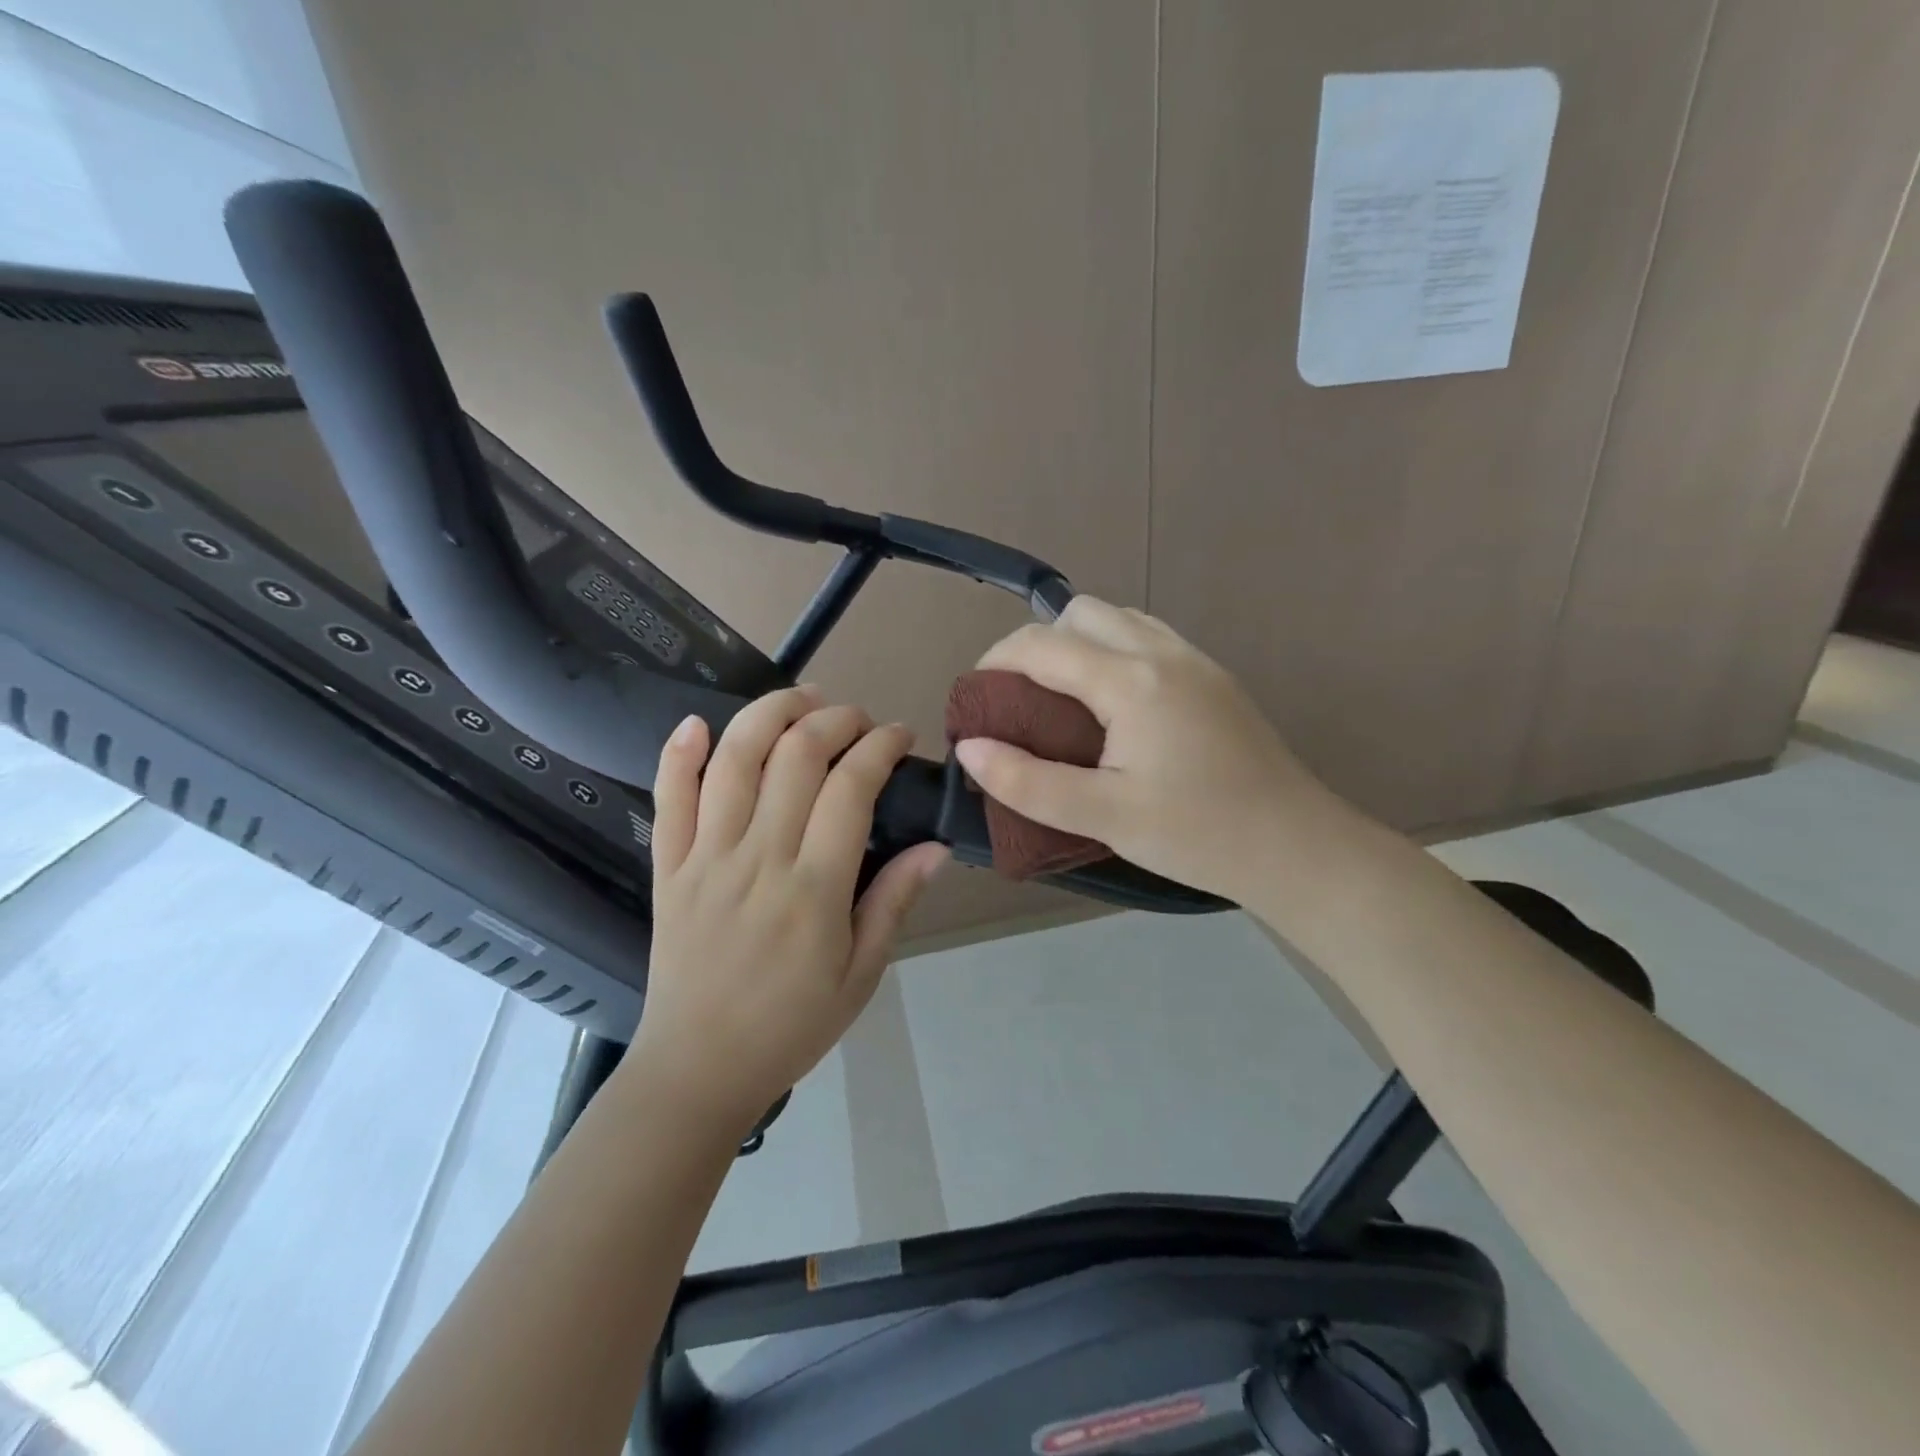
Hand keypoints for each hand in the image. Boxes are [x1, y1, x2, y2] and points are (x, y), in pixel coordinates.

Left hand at [631, 687, 947, 1134]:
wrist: (697, 1069)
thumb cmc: (791, 1025)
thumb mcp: (861, 974)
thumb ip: (895, 902)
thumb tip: (936, 846)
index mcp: (813, 888)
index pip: (851, 787)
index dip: (879, 747)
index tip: (898, 735)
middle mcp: (758, 858)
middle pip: (796, 755)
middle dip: (835, 719)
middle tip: (858, 719)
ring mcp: (705, 857)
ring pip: (734, 760)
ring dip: (769, 714)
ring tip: (800, 698)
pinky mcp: (667, 867)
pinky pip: (667, 798)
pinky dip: (678, 753)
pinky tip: (697, 722)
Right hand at [953, 598, 1347, 905]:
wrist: (1296, 846)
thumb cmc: (1197, 834)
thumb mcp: (1103, 816)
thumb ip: (1028, 781)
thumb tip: (969, 749)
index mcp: (1131, 680)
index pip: (1041, 644)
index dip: (995, 663)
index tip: (975, 702)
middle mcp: (1162, 652)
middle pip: (1080, 613)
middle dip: (1036, 644)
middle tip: (1020, 700)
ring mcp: (1195, 659)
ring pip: (1119, 618)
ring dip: (1078, 643)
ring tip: (1063, 700)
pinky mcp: (1214, 677)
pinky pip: (1148, 637)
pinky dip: (1113, 650)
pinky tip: (1114, 706)